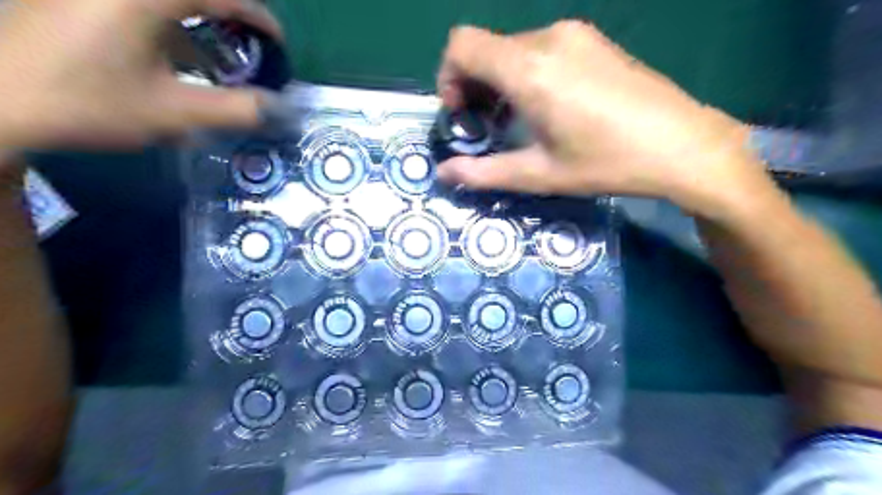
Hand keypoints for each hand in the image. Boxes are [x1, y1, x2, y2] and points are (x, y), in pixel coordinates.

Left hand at [0, 1, 281, 152]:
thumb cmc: (87, 103)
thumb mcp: (171, 111)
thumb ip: (233, 109)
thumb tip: (278, 107)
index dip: (257, 16)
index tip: (278, 42)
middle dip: (228, 14)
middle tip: (248, 44)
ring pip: (168, 3)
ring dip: (200, 20)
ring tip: (219, 55)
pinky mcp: (82, 3)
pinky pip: (142, 8)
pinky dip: (170, 26)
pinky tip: (176, 57)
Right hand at [437, 21, 768, 216]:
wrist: (682, 145)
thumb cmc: (606, 163)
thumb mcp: (539, 174)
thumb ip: (483, 173)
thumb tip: (443, 173)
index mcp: (529, 69)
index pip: (461, 45)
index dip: (448, 77)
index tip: (462, 113)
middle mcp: (547, 39)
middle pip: (486, 48)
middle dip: (473, 86)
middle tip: (487, 127)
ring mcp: (574, 34)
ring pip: (512, 49)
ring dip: (500, 82)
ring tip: (517, 121)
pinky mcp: (592, 40)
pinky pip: (541, 49)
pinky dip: (526, 74)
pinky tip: (546, 106)